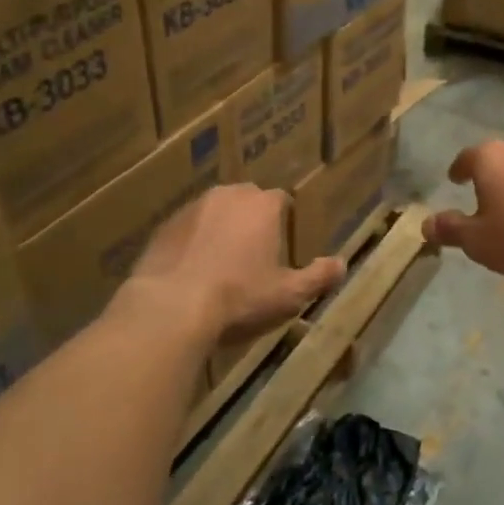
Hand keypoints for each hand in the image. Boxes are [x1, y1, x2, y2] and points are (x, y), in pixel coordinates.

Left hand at [128, 184, 344, 342]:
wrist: (170, 308)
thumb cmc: (239, 298)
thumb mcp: (289, 295)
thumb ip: (318, 277)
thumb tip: (342, 265)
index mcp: (262, 205)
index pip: (281, 200)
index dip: (284, 220)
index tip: (283, 243)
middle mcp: (227, 196)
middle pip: (246, 202)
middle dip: (252, 221)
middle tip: (255, 255)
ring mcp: (190, 209)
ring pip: (214, 214)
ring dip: (220, 231)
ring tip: (222, 265)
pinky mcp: (161, 228)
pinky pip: (186, 231)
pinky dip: (192, 245)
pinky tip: (192, 274)